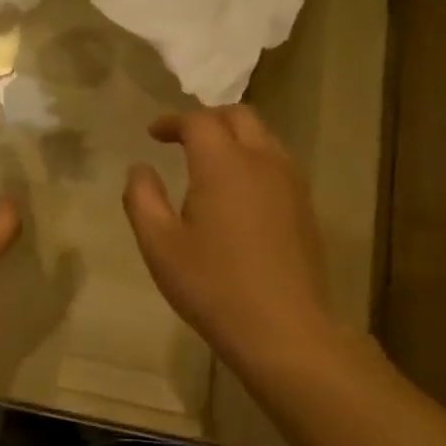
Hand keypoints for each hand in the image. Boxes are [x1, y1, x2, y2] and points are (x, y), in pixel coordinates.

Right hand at [122, 106, 341, 374]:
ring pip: (264, 137)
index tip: (154, 134)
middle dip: (207, 119)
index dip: (173, 121)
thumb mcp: (159, 245)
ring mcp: (291, 183)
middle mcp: (262, 162)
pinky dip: (254, 158)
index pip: (199, 121)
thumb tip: (140, 169)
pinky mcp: (306, 207)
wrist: (283, 329)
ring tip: (210, 161)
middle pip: (239, 116)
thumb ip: (142, 199)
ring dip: (235, 136)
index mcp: (223, 165)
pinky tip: (240, 190)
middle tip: (182, 139)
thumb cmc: (212, 286)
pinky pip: (278, 162)